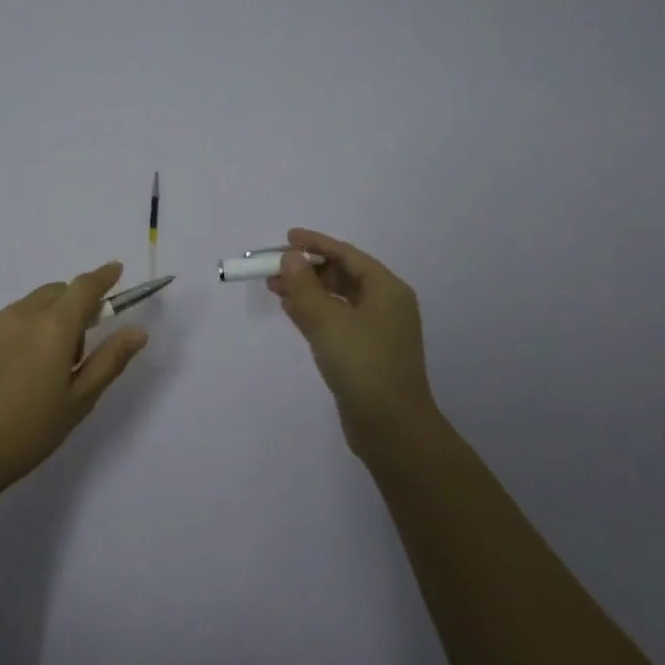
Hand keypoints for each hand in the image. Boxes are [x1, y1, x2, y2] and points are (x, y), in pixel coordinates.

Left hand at [0, 260, 148, 495]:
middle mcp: (20, 315)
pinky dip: (9, 337)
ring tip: (34, 369)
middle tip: (73, 348)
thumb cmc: (30, 432)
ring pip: (24, 308)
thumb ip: (110, 360)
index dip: (103, 276)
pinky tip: (3, 375)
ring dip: (39, 322)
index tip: (115, 270)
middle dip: (71, 306)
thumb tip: (138, 331)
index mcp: (54, 327)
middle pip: (54, 293)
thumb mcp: (80, 400)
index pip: (85, 287)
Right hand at [268, 228, 440, 456]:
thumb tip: (290, 257)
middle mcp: (386, 304)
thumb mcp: (328, 321)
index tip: (286, 237)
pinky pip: (337, 320)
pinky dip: (314, 312)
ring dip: (307, 290)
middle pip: (343, 274)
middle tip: (273, 267)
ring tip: (274, 287)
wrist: (391, 427)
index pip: (347, 254)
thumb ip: (304, 286)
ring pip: (337, 299)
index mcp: (386, 289)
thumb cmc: (363, 365)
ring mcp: (377, 330)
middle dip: (307, 268)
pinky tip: (291, 310)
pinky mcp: (366, 352)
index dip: (316, 244)